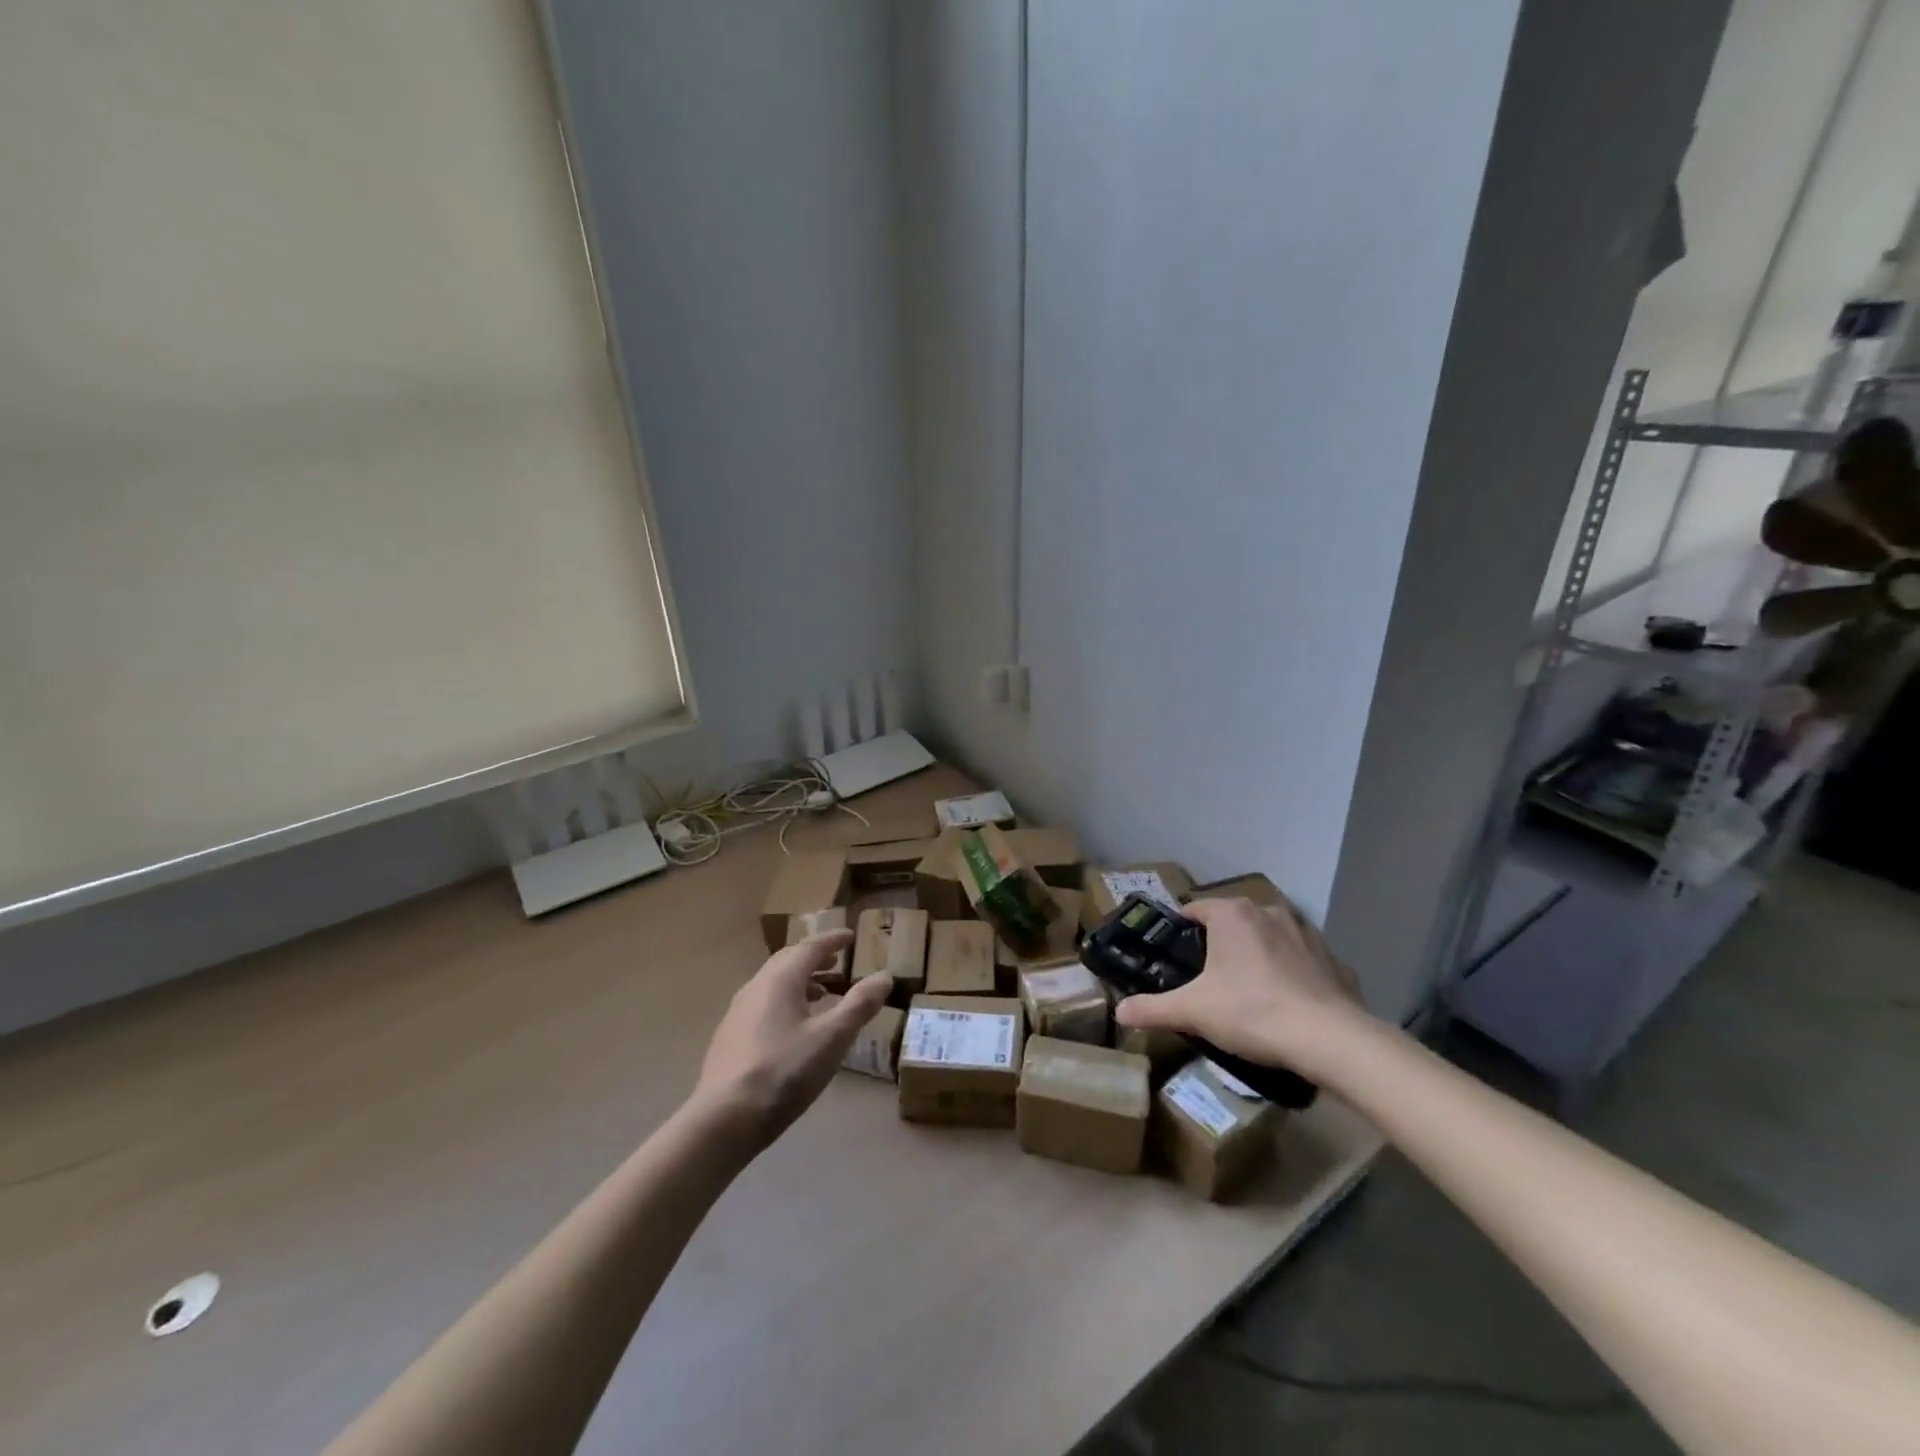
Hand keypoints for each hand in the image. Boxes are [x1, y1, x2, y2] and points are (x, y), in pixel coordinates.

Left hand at [692, 931, 890, 1148]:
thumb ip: (859, 1005)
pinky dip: (784, 1002)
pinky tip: (793, 1028)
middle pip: (787, 961)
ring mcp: (738, 1013)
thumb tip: (884, 975)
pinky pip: (762, 1004)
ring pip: (773, 984)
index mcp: (780, 979)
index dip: (832, 940)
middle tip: (836, 960)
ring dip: (799, 981)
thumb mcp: (832, 1038)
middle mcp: (756, 987)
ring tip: (821, 994)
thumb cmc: (784, 1072)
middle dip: (814, 957)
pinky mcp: (729, 1038)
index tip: (850, 936)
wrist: (724, 1119)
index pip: (809, 947)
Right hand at [1113, 897, 1366, 1078]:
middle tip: (1205, 981)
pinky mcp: (1332, 959)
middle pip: (1231, 923)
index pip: (1193, 909)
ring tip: (1245, 994)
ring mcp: (1305, 933)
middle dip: (1217, 946)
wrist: (1330, 1039)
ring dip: (1255, 957)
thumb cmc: (1252, 1011)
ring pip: (1266, 938)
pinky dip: (1289, 975)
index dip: (1180, 932)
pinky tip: (1284, 1005)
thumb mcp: (1193, 1011)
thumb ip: (1153, 1008)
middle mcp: (1268, 912)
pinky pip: (1299, 960)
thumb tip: (1119, 1012)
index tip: (1173, 959)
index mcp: (1231, 914)